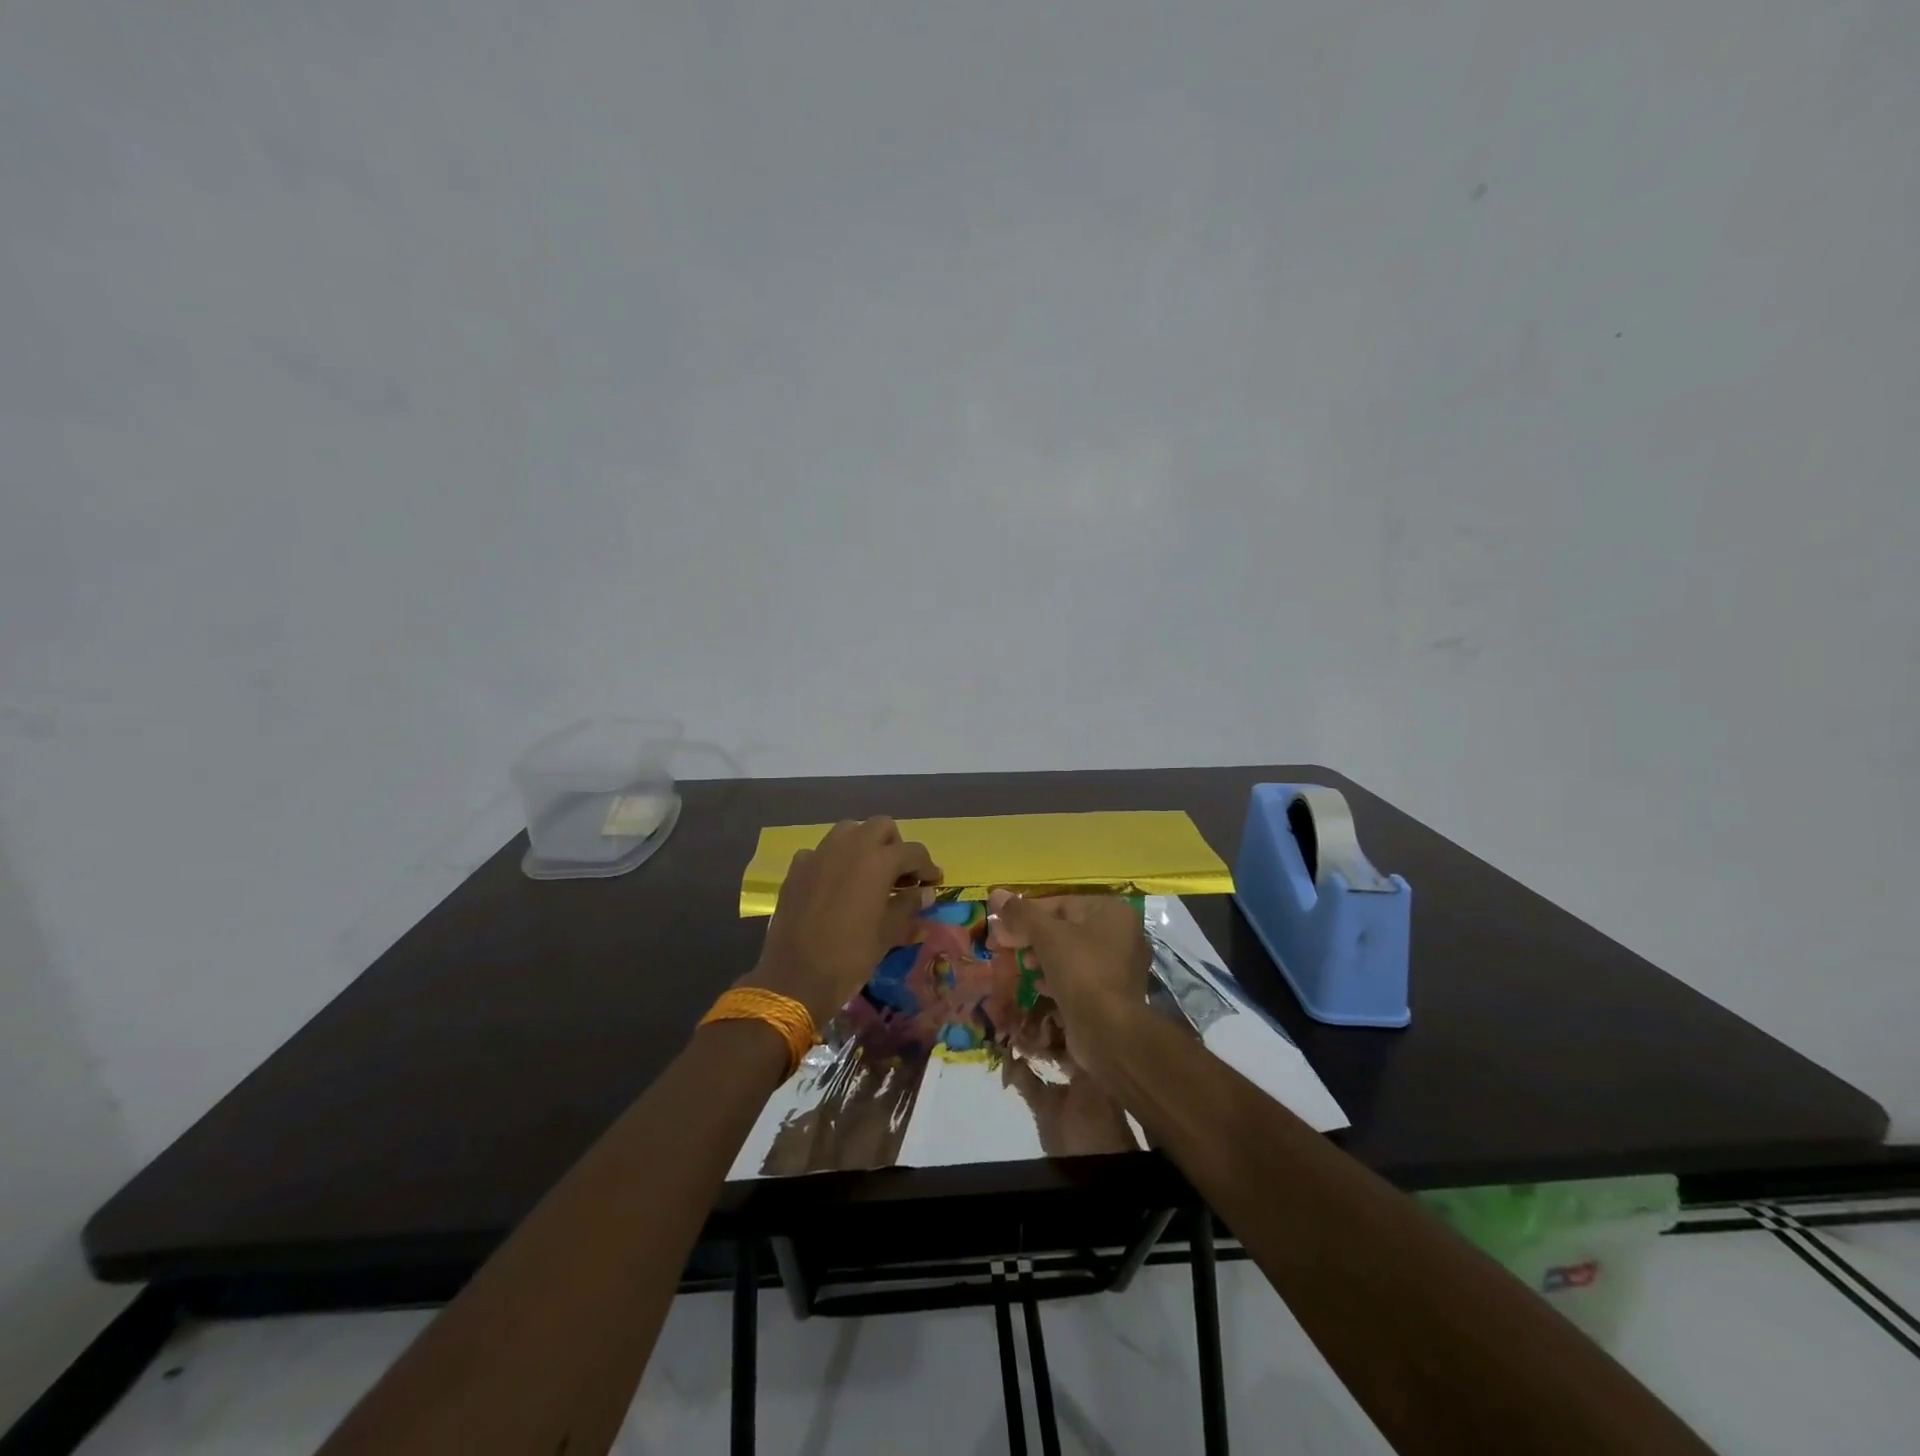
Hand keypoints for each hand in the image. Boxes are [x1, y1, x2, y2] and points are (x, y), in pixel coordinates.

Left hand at [744, 817, 940, 1028]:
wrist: (795, 977)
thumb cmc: (850, 956)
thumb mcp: (888, 933)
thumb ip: (908, 905)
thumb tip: (924, 893)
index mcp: (878, 861)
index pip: (913, 852)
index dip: (927, 866)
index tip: (934, 883)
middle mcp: (849, 846)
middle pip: (881, 827)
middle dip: (895, 846)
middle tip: (900, 875)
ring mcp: (819, 853)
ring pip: (849, 831)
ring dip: (863, 845)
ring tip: (868, 875)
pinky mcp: (797, 868)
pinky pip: (821, 852)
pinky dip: (833, 861)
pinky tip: (835, 886)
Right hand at [987, 892, 1149, 1065]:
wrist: (1109, 1032)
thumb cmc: (1081, 971)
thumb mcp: (1047, 936)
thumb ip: (1021, 914)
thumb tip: (996, 893)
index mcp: (1112, 912)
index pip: (1061, 903)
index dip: (1028, 913)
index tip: (1003, 925)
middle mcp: (1121, 934)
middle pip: (1066, 927)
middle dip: (1033, 936)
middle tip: (1005, 945)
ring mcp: (1118, 966)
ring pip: (1071, 953)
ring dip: (1042, 957)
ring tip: (1021, 965)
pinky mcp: (1111, 993)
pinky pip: (1079, 976)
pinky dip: (1057, 977)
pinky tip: (1038, 985)